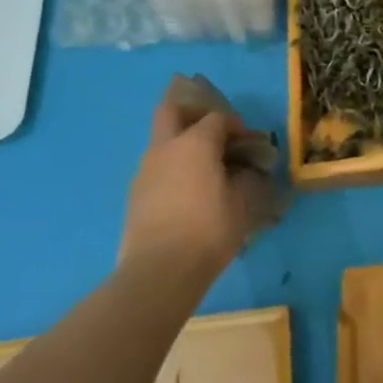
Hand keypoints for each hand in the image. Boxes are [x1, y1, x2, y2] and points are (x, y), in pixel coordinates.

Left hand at [119, 96, 243, 275]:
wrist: (158, 272)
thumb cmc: (207, 231)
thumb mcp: (241, 205)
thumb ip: (244, 180)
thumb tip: (243, 171)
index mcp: (195, 144)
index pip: (217, 118)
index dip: (235, 125)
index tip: (248, 142)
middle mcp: (165, 148)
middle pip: (172, 111)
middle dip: (193, 114)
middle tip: (213, 133)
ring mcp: (145, 170)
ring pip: (162, 141)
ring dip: (182, 145)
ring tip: (204, 172)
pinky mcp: (135, 194)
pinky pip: (157, 169)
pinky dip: (172, 170)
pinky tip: (187, 195)